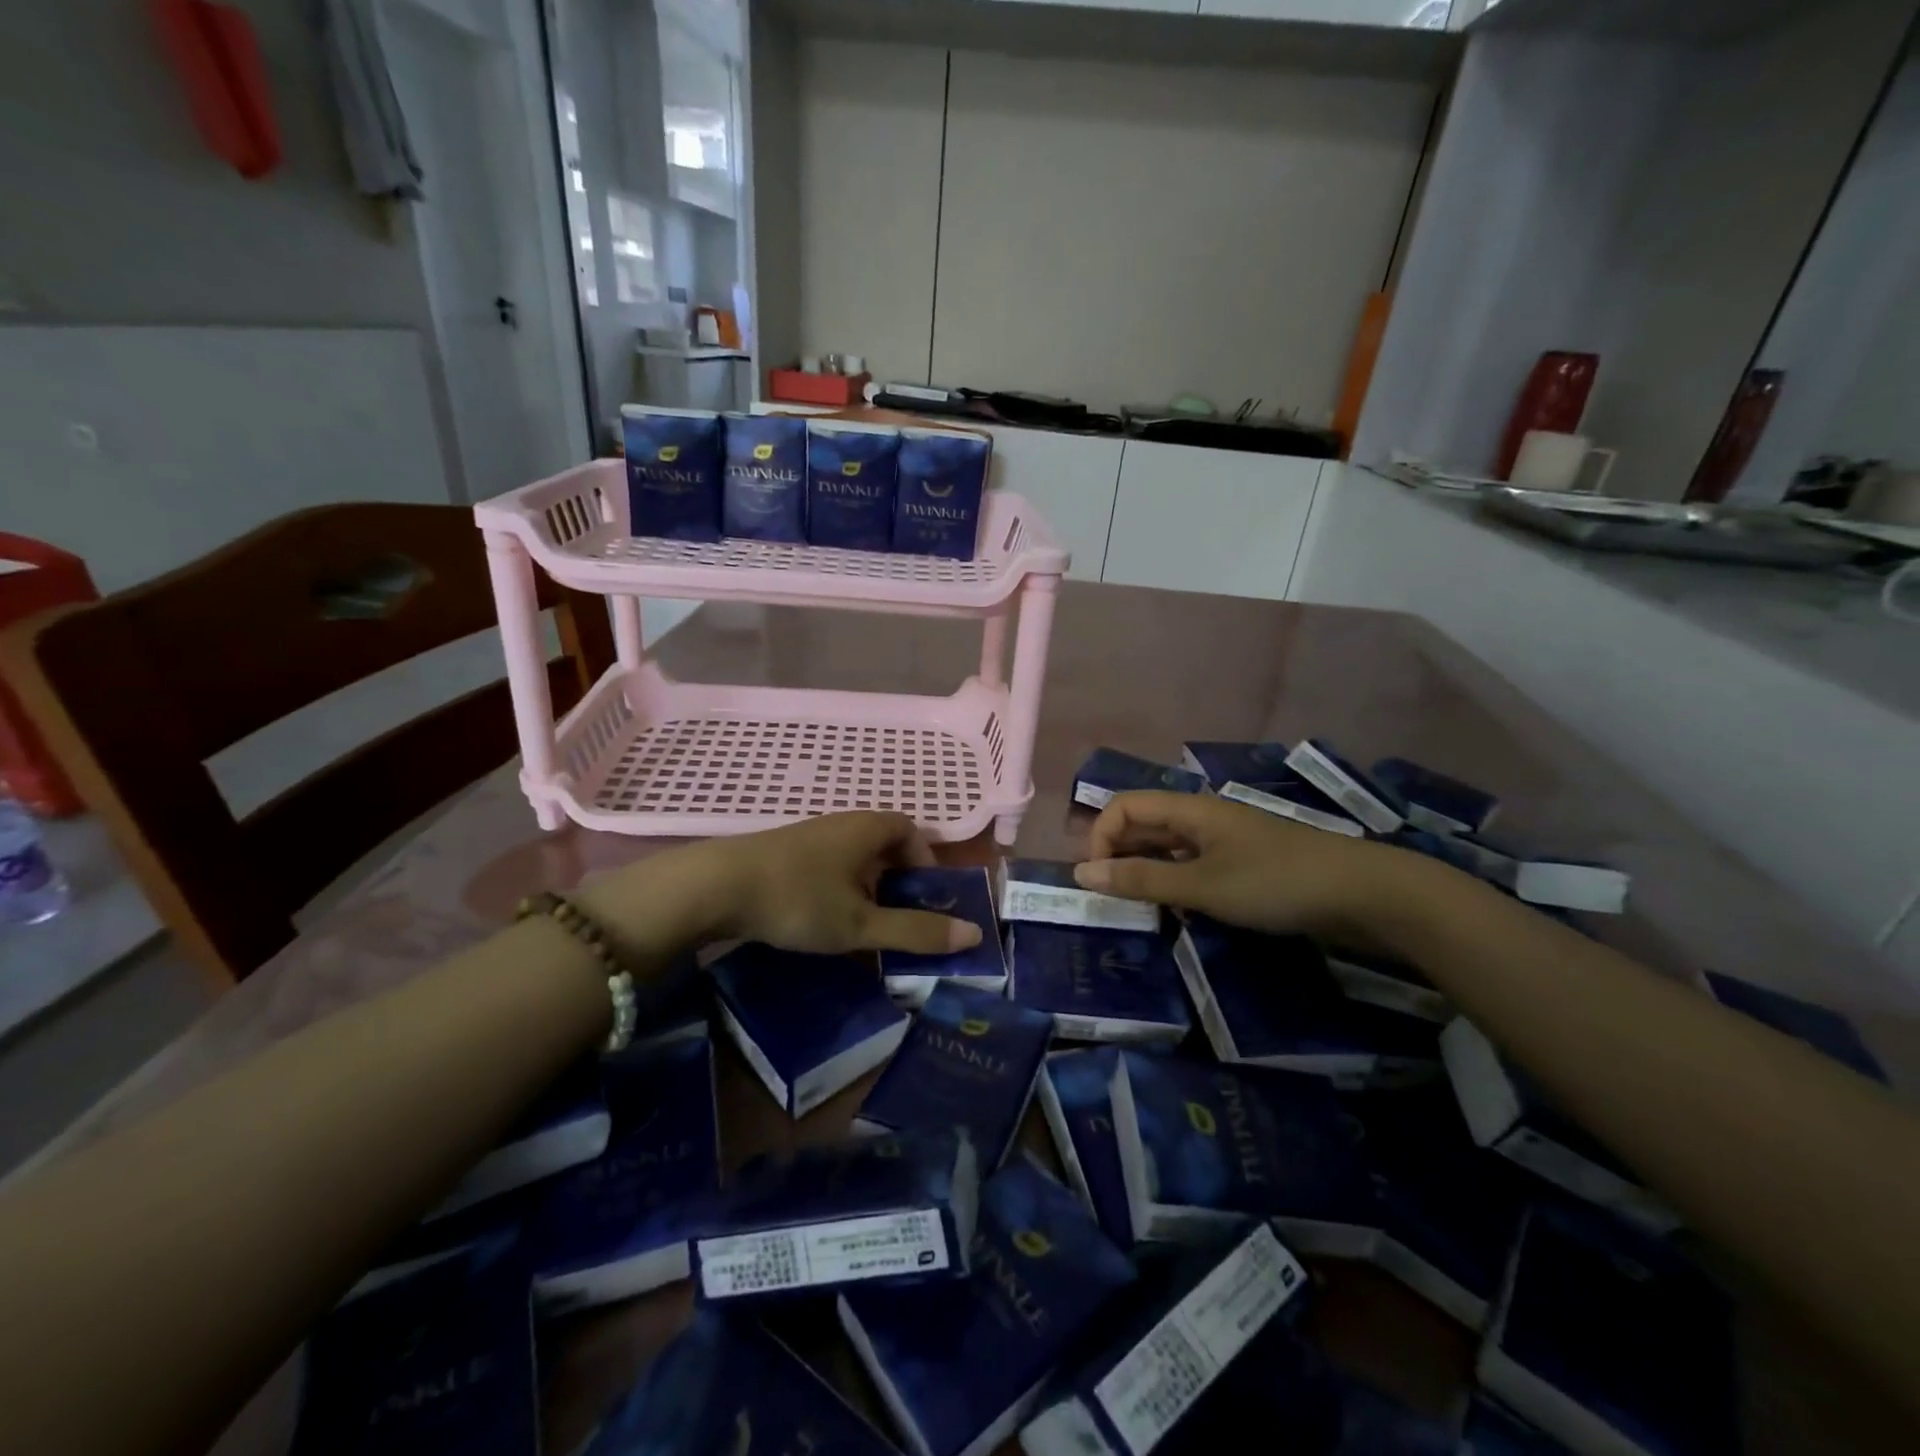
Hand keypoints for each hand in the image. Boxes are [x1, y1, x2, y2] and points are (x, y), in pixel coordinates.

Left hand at [703, 812, 983, 955]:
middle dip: (897, 877)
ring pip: (852, 855)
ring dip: (866, 885)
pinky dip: (838, 888)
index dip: (925, 859)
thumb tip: (973, 934)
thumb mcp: (861, 923)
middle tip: (898, 915)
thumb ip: (915, 931)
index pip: (910, 829)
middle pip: (882, 842)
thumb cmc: (799, 899)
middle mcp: (840, 824)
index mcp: (866, 829)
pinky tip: (824, 919)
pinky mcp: (782, 853)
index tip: (925, 895)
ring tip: (863, 924)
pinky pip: (826, 864)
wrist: (714, 886)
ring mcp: (808, 836)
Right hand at [1073, 791, 1421, 941]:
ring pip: (1168, 848)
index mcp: (1189, 809)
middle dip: (1119, 856)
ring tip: (1141, 909)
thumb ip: (1141, 879)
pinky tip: (1182, 912)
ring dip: (1147, 872)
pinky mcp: (1244, 864)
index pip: (1123, 807)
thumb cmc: (1275, 883)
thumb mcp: (1201, 885)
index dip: (1100, 837)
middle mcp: (1202, 817)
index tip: (1097, 881)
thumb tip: (1081, 873)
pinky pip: (1194, 866)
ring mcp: (1226, 841)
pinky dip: (1177, 884)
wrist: (1363, 894)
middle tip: (1111, 899)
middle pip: (1144, 824)